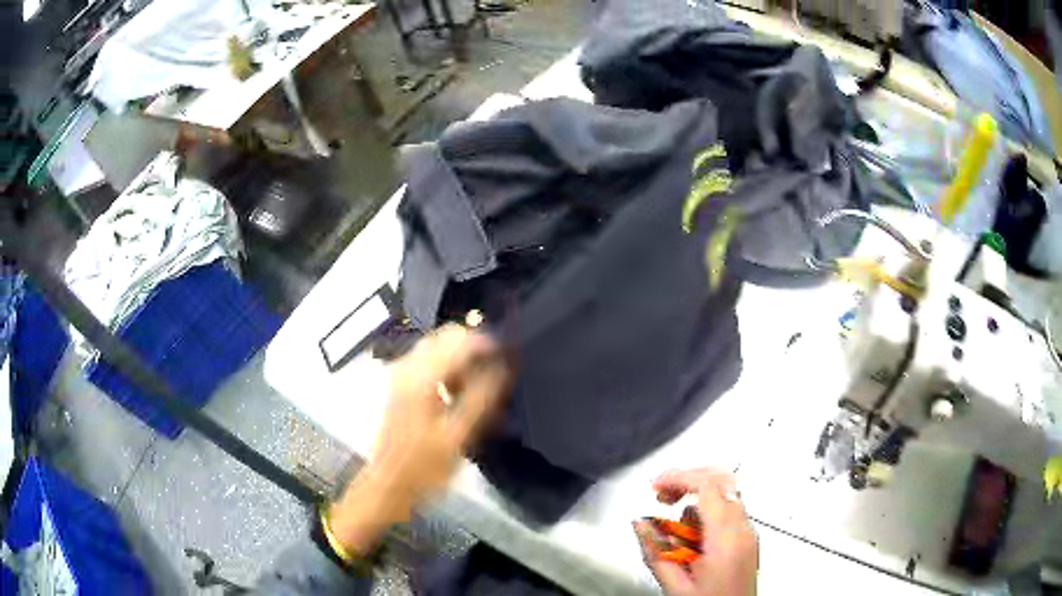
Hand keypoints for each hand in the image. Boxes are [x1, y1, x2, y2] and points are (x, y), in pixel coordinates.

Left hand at [329, 324, 509, 554]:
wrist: (389, 483)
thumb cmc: (425, 466)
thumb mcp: (458, 436)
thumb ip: (481, 398)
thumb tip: (502, 366)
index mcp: (420, 377)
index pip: (459, 339)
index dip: (488, 343)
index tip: (509, 359)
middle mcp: (407, 366)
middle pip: (446, 335)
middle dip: (474, 347)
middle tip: (494, 373)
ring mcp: (400, 373)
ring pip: (437, 345)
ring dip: (461, 357)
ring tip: (478, 386)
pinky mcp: (399, 383)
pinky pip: (428, 359)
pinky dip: (448, 366)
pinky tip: (457, 391)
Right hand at [634, 469, 757, 595]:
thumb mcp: (675, 585)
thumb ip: (656, 552)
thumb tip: (641, 523)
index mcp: (727, 538)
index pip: (708, 485)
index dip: (679, 477)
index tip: (655, 485)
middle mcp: (743, 529)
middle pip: (721, 481)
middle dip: (688, 480)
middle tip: (661, 495)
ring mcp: (748, 533)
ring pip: (724, 495)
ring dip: (695, 501)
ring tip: (672, 530)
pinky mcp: (747, 540)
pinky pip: (727, 513)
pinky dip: (705, 515)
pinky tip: (688, 540)